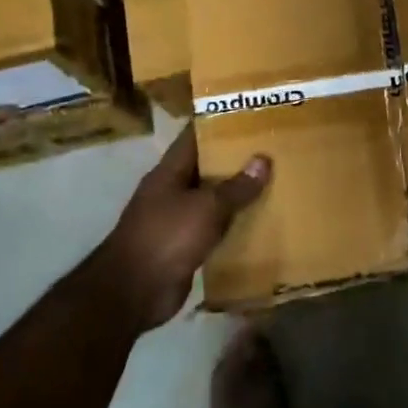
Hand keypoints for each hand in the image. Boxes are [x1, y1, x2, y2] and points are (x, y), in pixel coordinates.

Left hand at [96, 125, 270, 330]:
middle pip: (207, 167)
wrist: (132, 292)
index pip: (195, 136)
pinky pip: (213, 229)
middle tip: (273, 148)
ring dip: (237, 194)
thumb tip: (263, 159)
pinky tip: (260, 221)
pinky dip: (233, 225)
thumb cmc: (166, 237)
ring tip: (274, 181)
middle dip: (236, 159)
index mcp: (170, 171)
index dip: (220, 123)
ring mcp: (176, 220)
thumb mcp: (207, 207)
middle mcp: (172, 191)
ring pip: (212, 199)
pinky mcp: (184, 247)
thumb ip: (236, 187)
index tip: (250, 115)